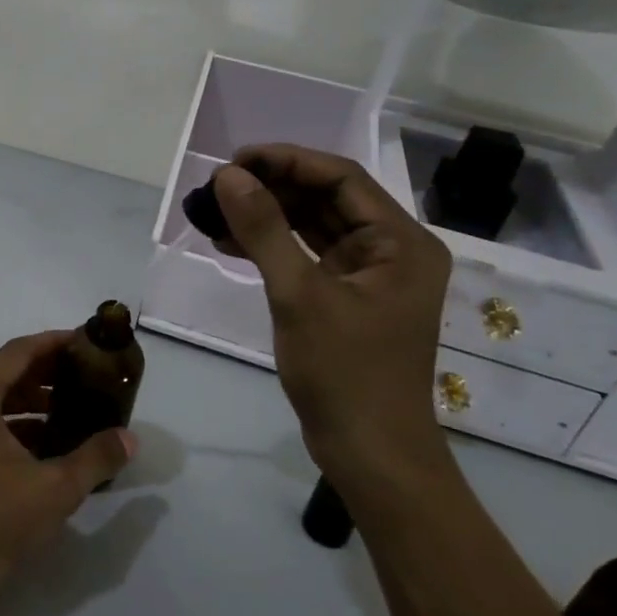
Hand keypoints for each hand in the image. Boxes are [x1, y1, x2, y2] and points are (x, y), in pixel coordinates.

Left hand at [0, 332, 135, 611]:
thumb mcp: (53, 490)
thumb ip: (95, 458)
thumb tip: (129, 438)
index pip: (18, 352)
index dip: (54, 343)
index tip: (86, 341)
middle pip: (4, 372)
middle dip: (46, 374)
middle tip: (87, 377)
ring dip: (31, 402)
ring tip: (73, 411)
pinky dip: (12, 426)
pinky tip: (45, 445)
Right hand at [210, 146, 452, 488]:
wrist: (370, 454)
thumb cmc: (345, 373)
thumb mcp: (300, 295)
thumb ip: (264, 230)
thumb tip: (227, 176)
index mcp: (401, 241)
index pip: (341, 178)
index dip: (286, 161)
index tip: (234, 161)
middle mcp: (392, 250)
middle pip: (327, 198)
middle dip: (272, 188)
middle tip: (217, 187)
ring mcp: (370, 276)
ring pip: (314, 226)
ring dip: (267, 216)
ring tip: (216, 210)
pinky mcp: (347, 298)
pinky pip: (307, 256)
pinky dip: (272, 247)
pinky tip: (229, 243)